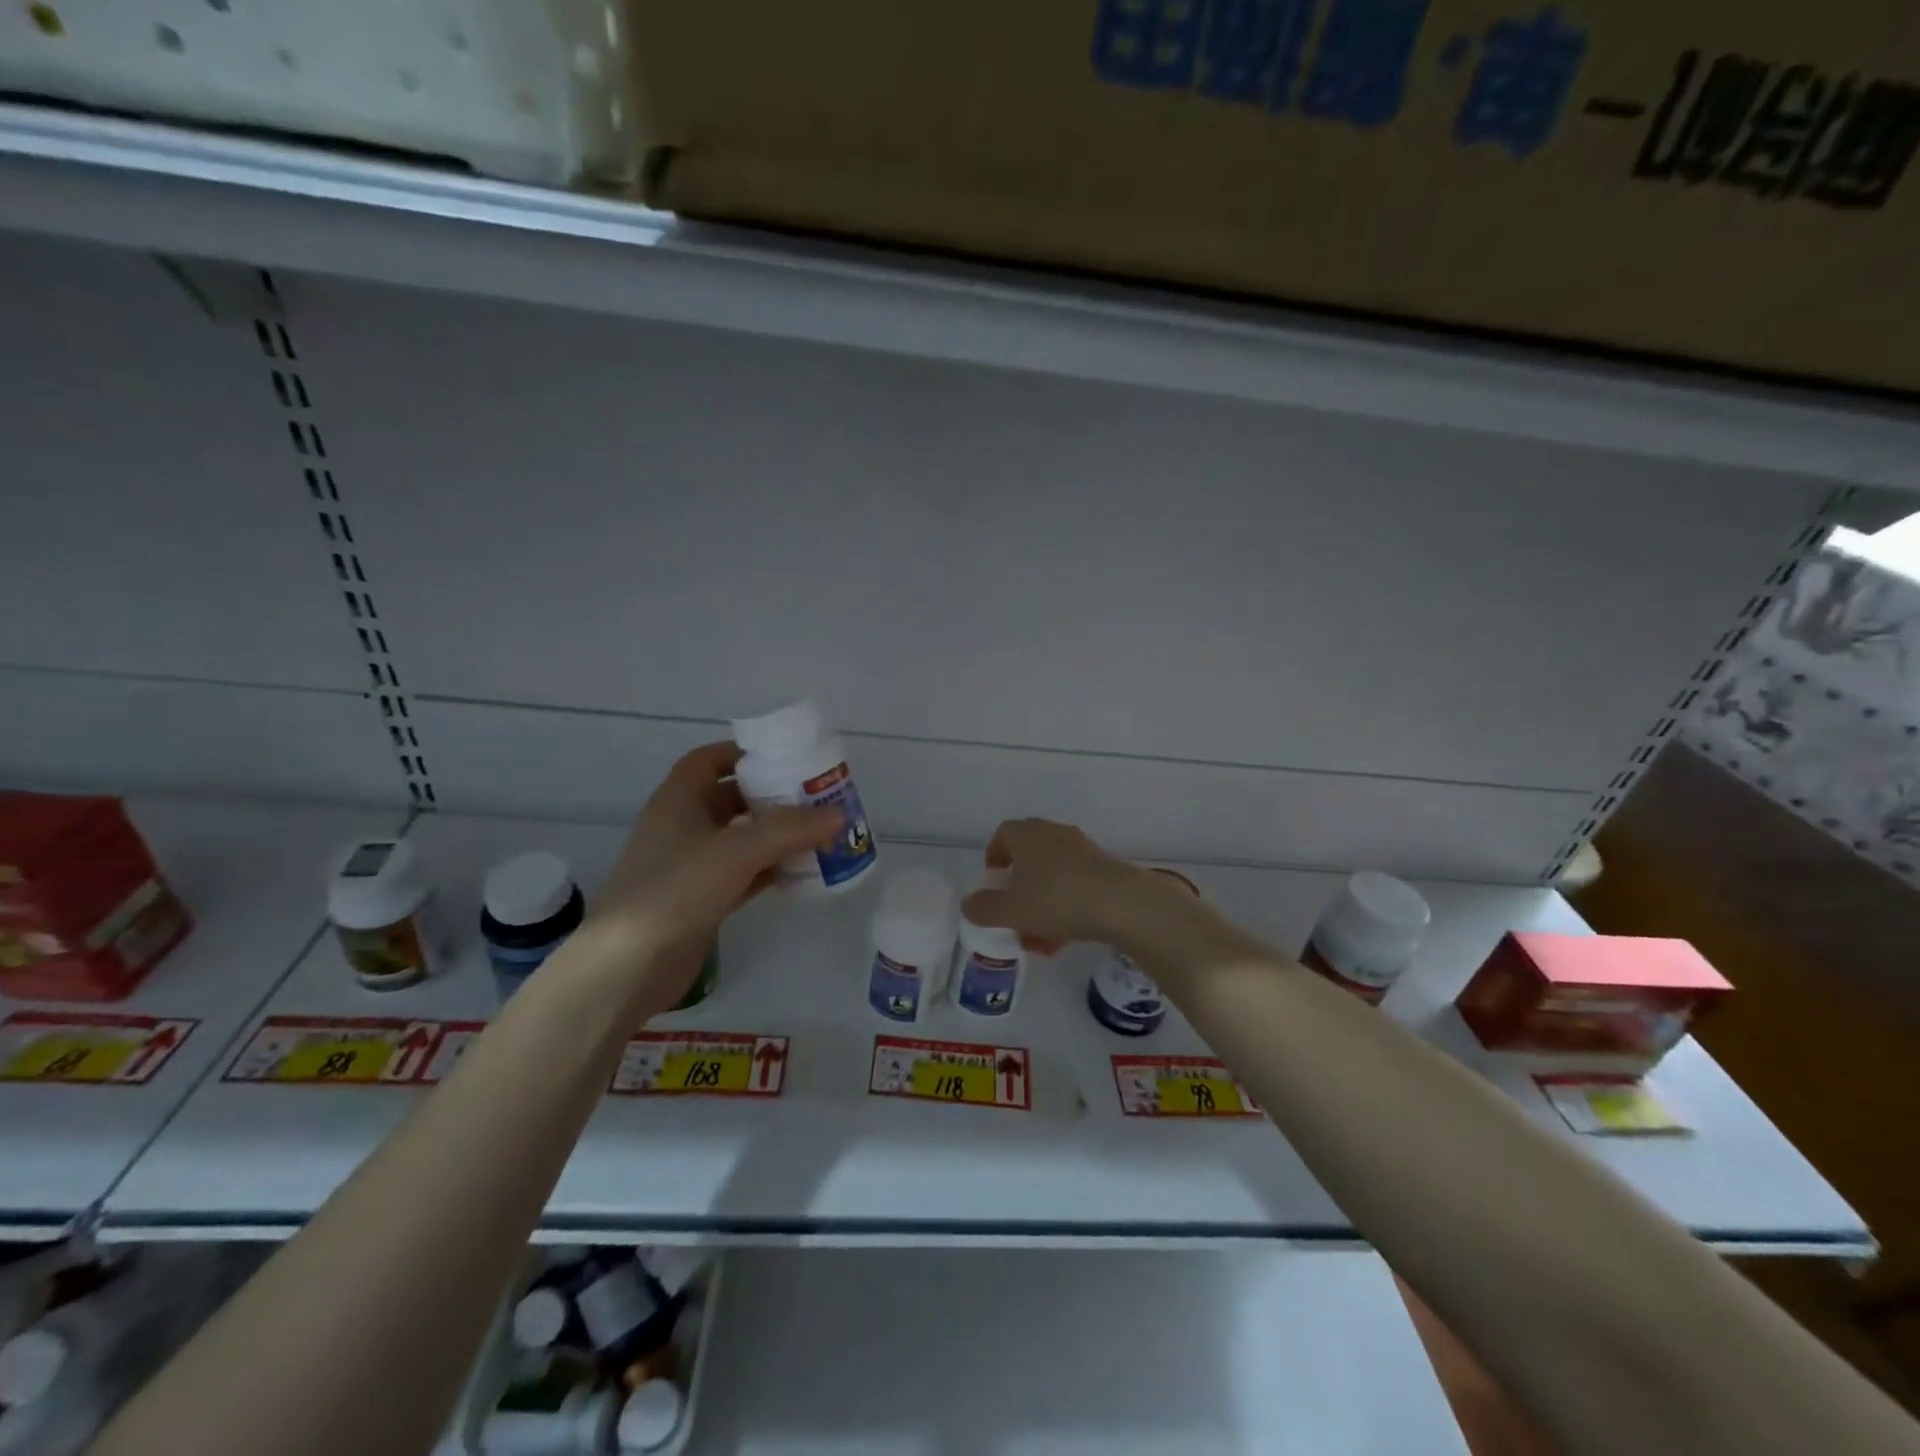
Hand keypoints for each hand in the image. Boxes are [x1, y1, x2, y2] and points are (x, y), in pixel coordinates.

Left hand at [587, 742, 838, 1006]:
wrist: (627, 967)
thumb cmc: (675, 891)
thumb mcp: (736, 851)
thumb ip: (789, 830)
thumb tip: (838, 814)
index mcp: (677, 801)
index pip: (708, 760)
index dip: (742, 753)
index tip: (784, 758)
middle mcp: (682, 828)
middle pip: (730, 799)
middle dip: (770, 796)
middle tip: (814, 797)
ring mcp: (690, 867)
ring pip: (740, 839)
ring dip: (775, 835)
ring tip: (819, 832)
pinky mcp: (700, 901)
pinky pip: (743, 874)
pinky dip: (770, 870)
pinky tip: (802, 872)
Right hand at [959, 818, 1175, 954]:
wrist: (1122, 903)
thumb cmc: (1057, 899)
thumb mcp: (1011, 910)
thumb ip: (984, 908)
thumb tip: (969, 904)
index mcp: (1028, 835)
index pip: (1004, 834)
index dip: (995, 855)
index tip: (993, 880)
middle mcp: (1054, 834)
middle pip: (1029, 855)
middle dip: (1019, 886)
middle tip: (1014, 912)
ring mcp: (1083, 849)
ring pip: (1053, 874)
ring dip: (1042, 902)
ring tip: (1039, 938)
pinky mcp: (1105, 868)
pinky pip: (1076, 884)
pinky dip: (1065, 905)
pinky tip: (1066, 936)